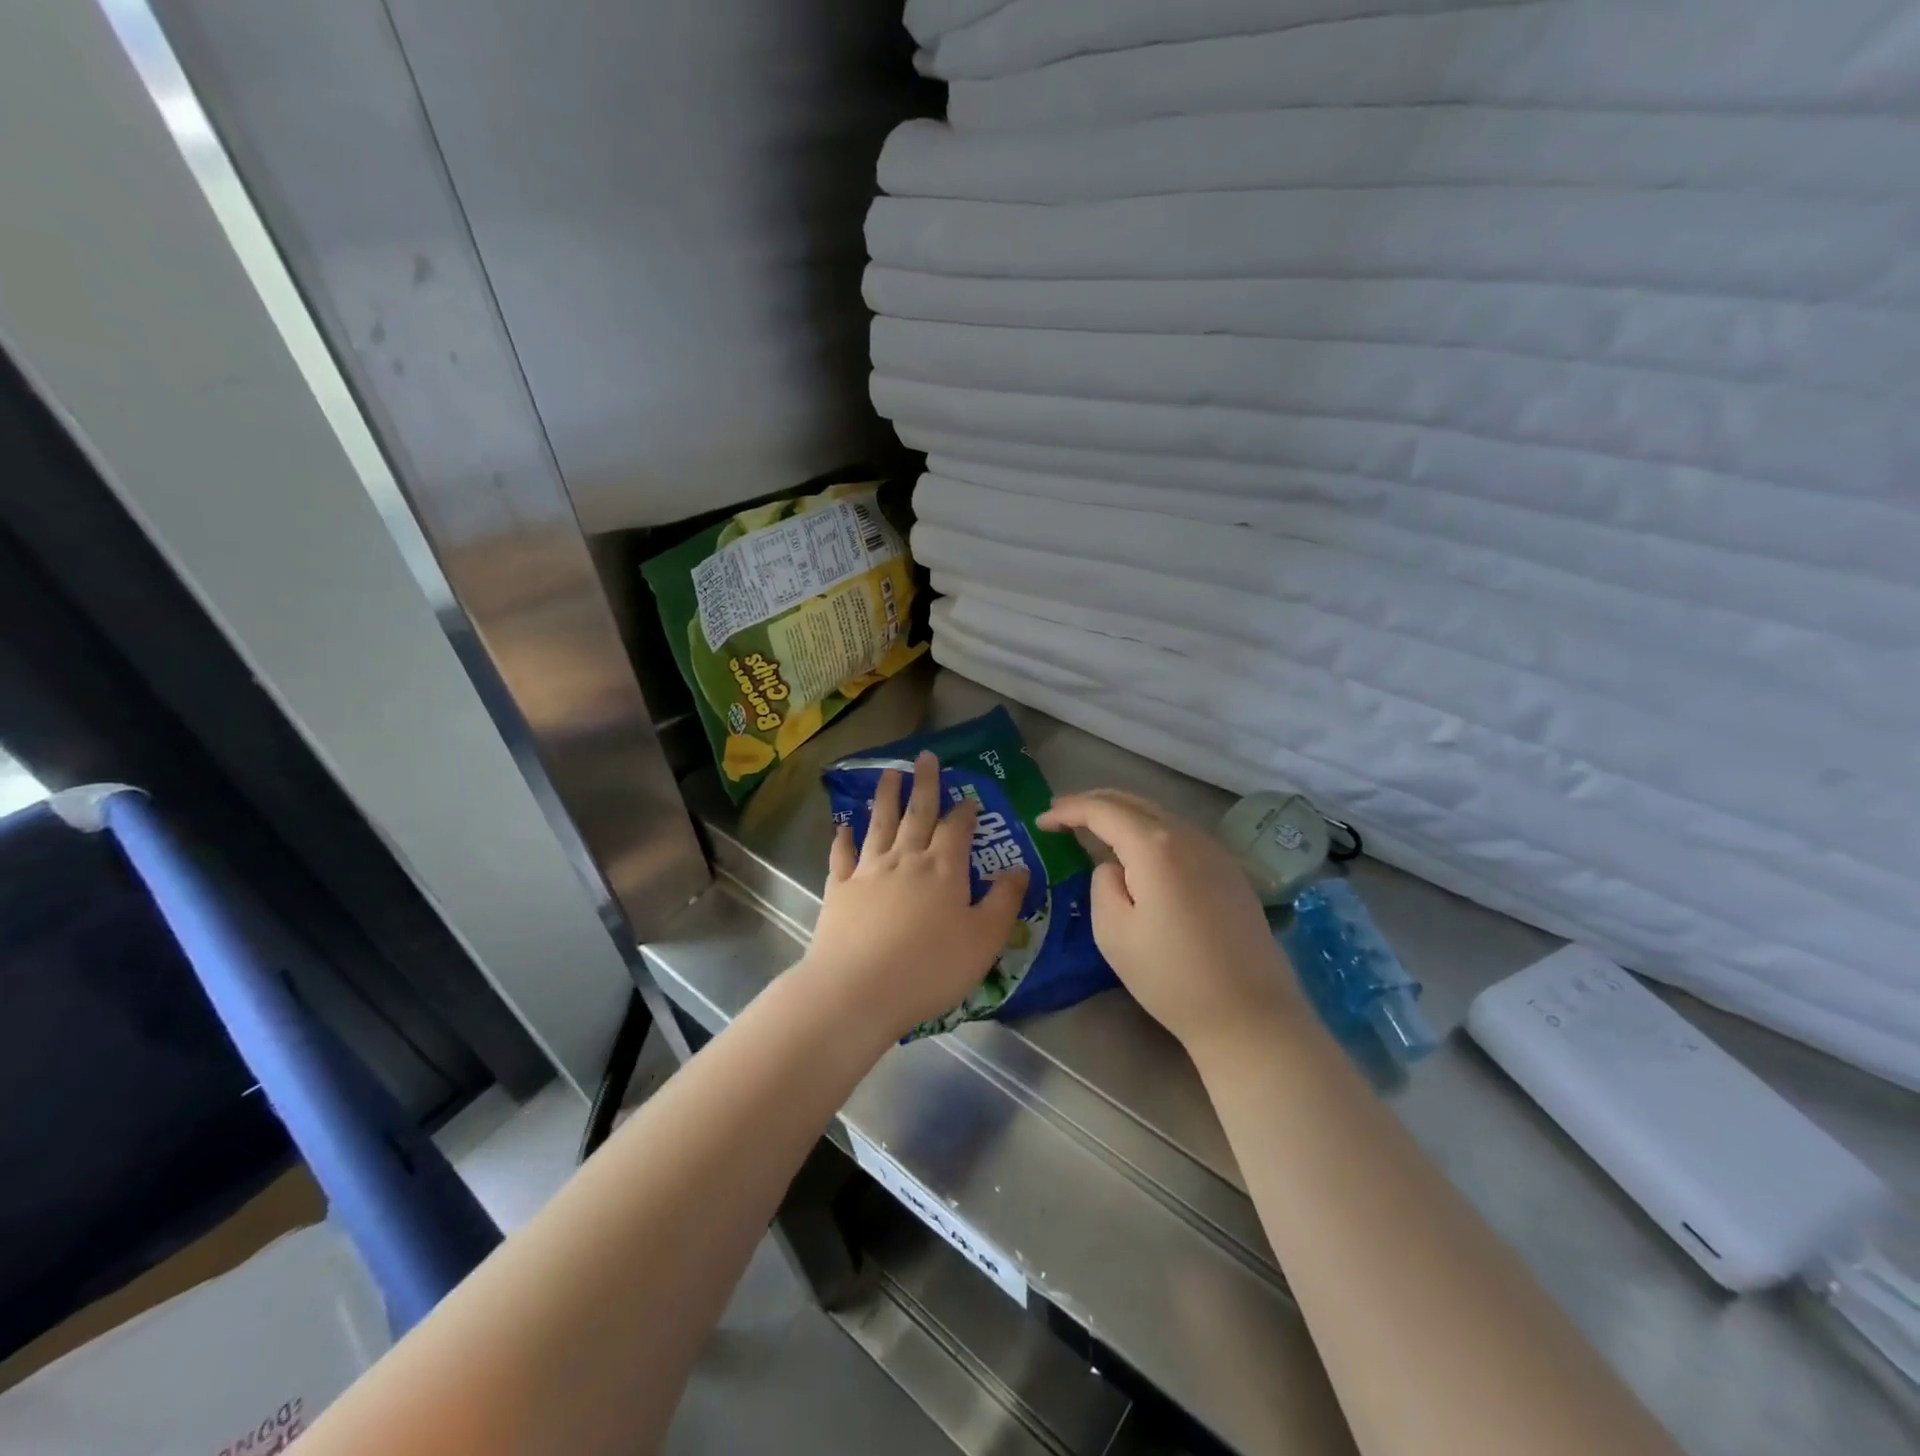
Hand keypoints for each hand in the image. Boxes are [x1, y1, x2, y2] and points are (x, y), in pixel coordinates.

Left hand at [799, 750, 1027, 1043]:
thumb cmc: (929, 967)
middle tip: (925, 756)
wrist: (858, 989)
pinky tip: (842, 826)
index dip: (964, 811)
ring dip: (886, 798)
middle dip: (924, 784)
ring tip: (889, 774)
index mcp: (943, 869)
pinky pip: (843, 855)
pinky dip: (843, 838)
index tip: (969, 797)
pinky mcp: (840, 889)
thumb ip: (1004, 901)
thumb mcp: (983, 939)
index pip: (957, 829)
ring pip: (880, 824)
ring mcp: (869, 871)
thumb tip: (1019, 868)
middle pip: (917, 814)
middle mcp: (906, 859)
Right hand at [1036, 789, 1304, 1053]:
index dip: (1069, 810)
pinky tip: (1138, 852)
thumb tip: (1115, 867)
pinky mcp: (1230, 871)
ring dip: (1123, 815)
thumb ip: (1103, 884)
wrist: (1250, 1015)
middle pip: (1133, 802)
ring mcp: (1215, 851)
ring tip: (1094, 829)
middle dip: (1094, 803)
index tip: (1042, 820)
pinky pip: (1179, 834)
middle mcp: (1188, 836)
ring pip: (1159, 815)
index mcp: (1155, 847)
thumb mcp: (1114, 933)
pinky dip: (1149, 832)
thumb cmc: (1171, 977)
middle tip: (1062, 815)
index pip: (1103, 810)